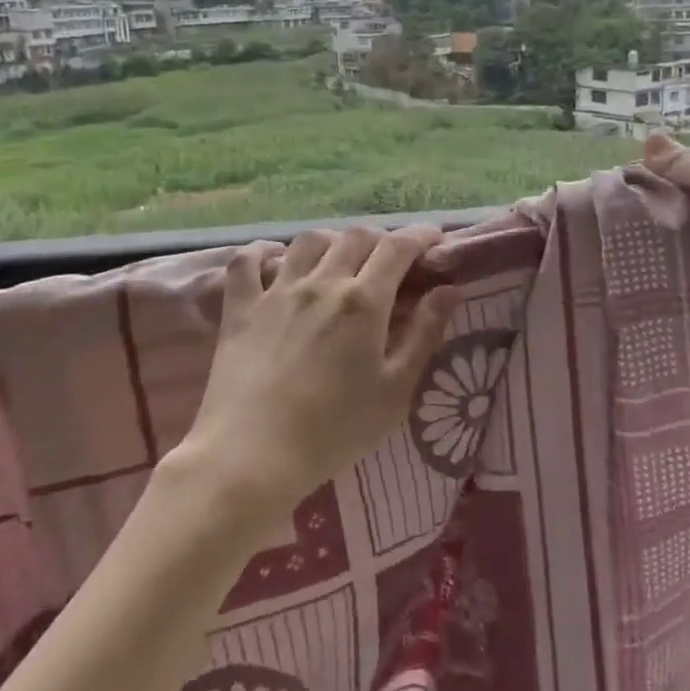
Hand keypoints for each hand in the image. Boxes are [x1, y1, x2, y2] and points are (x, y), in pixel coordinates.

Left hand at [176, 226, 462, 521]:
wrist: (251, 455)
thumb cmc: (334, 430)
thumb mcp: (395, 389)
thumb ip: (424, 334)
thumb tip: (449, 289)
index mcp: (364, 301)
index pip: (398, 247)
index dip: (420, 235)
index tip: (435, 238)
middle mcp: (321, 282)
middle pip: (356, 237)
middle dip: (381, 240)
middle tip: (392, 260)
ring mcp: (276, 291)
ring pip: (308, 241)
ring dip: (332, 242)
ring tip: (339, 260)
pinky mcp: (240, 308)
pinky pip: (247, 261)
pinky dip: (263, 251)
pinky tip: (274, 259)